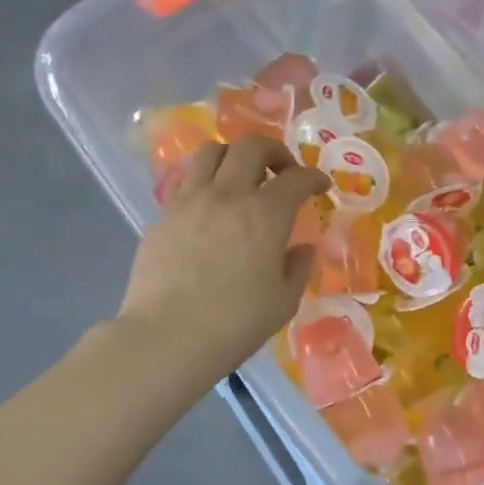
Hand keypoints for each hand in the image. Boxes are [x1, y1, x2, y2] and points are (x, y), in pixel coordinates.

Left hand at [118, 135, 329, 380]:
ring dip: (234, 156)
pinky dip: (206, 182)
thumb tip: (301, 249)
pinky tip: (211, 208)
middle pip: (251, 147)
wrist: (167, 337)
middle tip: (282, 172)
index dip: (313, 177)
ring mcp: (190, 201)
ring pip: (211, 152)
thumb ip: (297, 268)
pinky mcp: (163, 216)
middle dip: (274, 151)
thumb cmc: (235, 324)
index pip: (296, 178)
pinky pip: (187, 181)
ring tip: (241, 178)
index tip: (320, 187)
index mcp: (265, 215)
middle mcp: (228, 195)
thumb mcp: (283, 302)